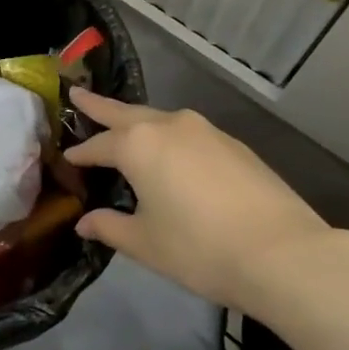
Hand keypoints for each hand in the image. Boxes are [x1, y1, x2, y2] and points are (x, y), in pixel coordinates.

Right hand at [64, 88, 335, 311]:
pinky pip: (188, 133)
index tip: (66, 158)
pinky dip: (169, 138)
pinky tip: (172, 155)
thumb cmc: (199, 248)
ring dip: (138, 121)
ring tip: (125, 127)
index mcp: (139, 145)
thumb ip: (109, 227)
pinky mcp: (234, 145)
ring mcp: (206, 131)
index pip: (98, 145)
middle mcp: (170, 126)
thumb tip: (84, 222)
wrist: (281, 252)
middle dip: (100, 107)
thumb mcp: (145, 243)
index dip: (80, 154)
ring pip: (161, 119)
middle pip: (126, 113)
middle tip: (78, 96)